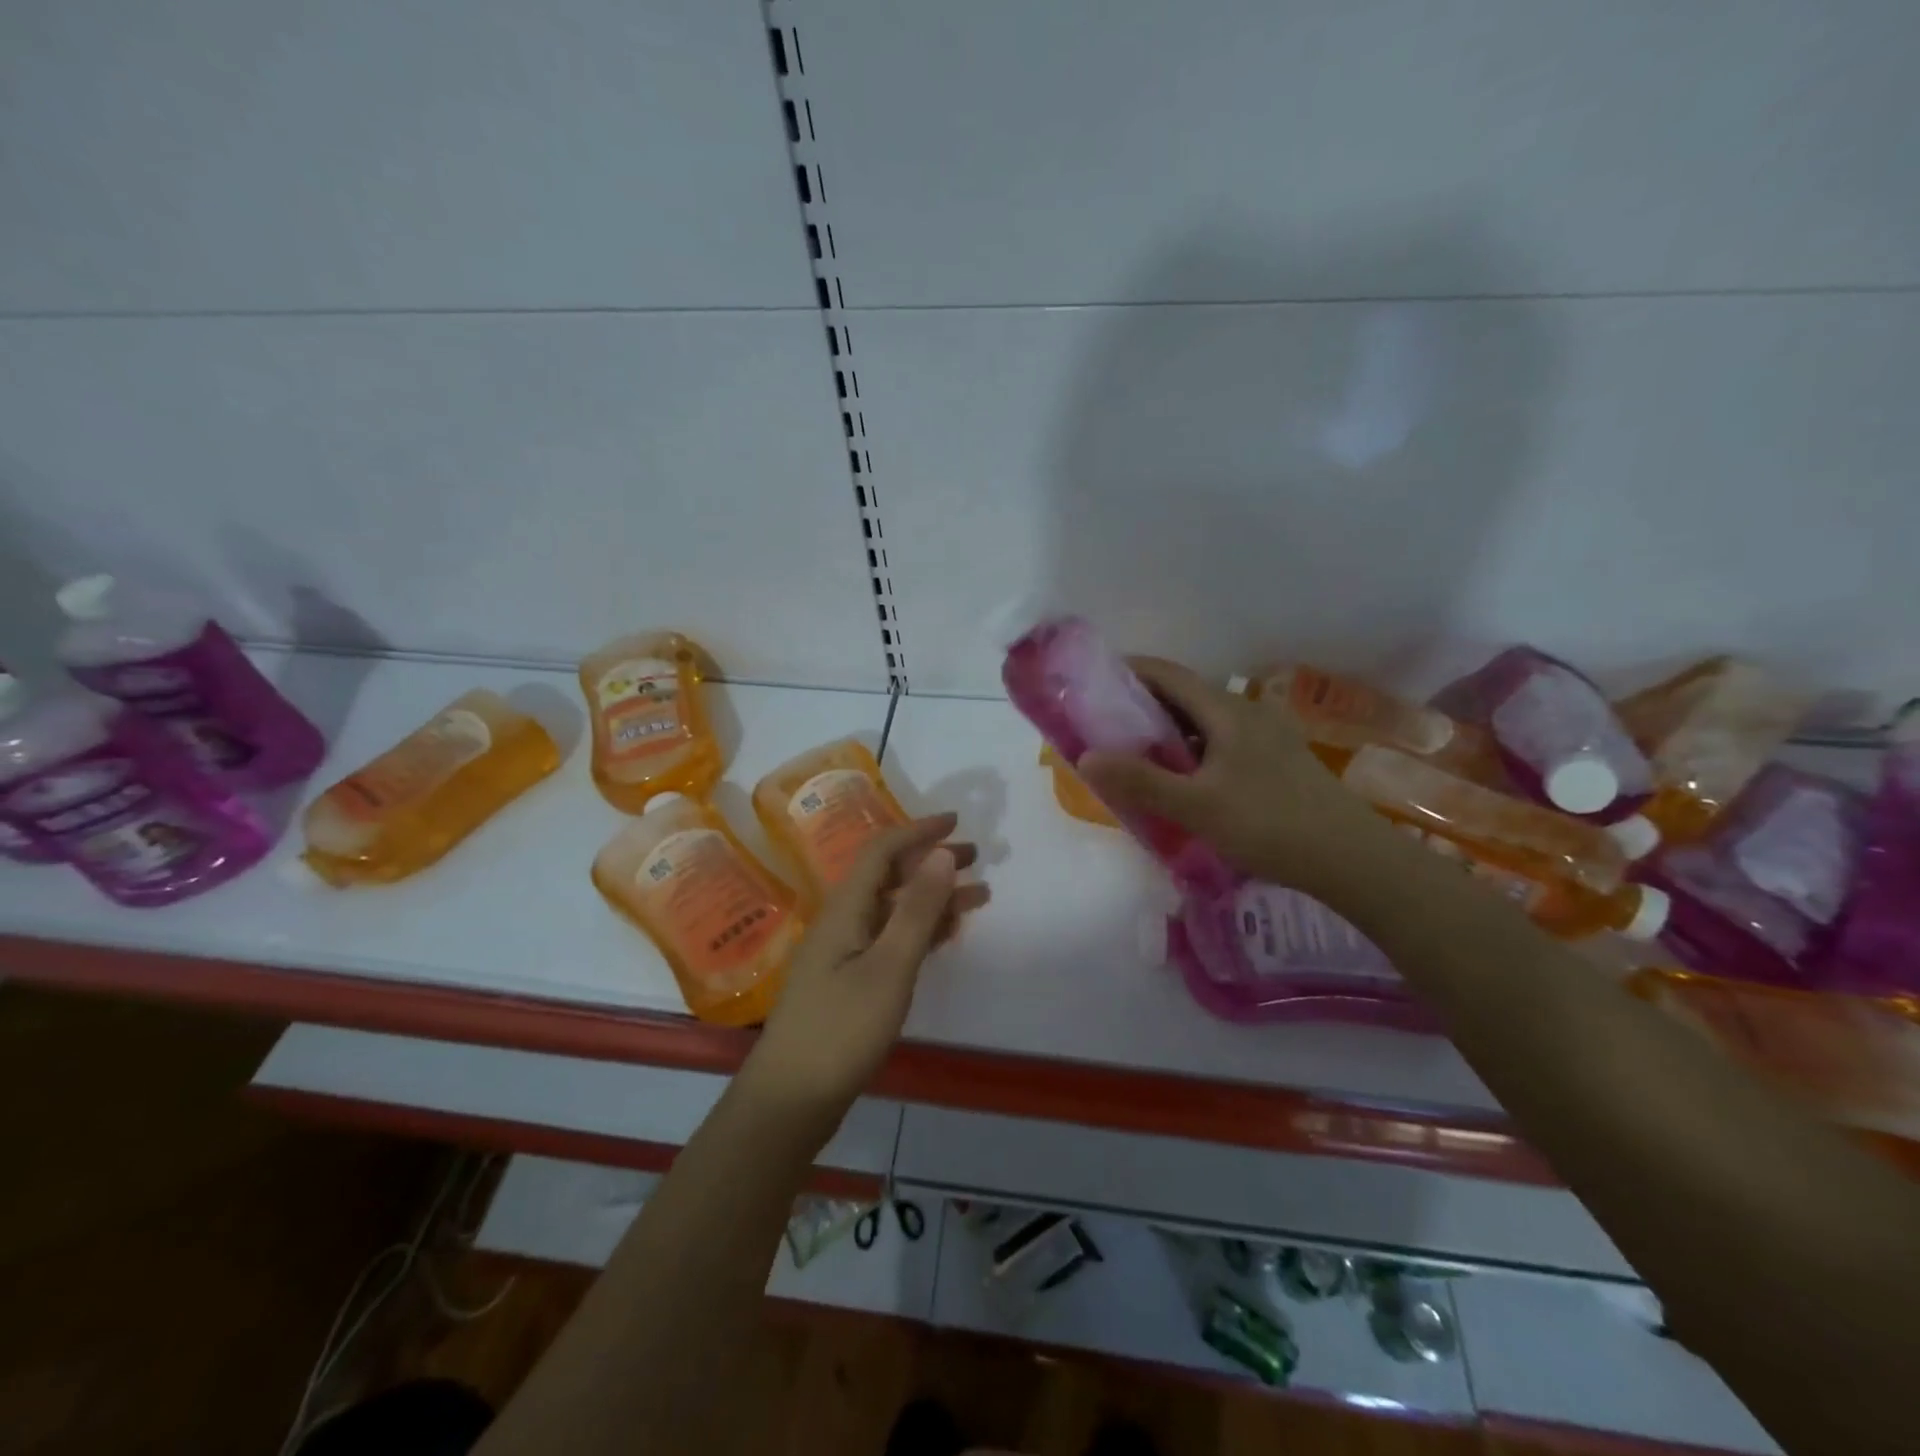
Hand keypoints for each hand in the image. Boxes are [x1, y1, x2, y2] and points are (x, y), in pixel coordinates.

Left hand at [745, 814, 988, 1135]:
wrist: (790, 1099)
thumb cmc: (841, 1029)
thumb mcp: (889, 966)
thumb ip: (917, 910)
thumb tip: (941, 854)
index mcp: (845, 908)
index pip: (882, 851)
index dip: (918, 831)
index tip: (957, 822)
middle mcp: (842, 921)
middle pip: (889, 876)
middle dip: (931, 862)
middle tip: (976, 859)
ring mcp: (843, 952)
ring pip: (893, 909)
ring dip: (932, 898)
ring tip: (977, 897)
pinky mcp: (848, 980)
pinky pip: (890, 938)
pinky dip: (920, 930)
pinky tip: (946, 935)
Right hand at [1078, 657, 1390, 898]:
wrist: (1351, 859)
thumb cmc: (1269, 824)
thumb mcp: (1196, 806)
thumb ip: (1141, 781)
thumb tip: (1086, 757)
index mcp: (1227, 712)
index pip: (1169, 674)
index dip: (1130, 671)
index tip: (1093, 681)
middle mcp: (1247, 714)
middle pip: (1186, 696)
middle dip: (1143, 705)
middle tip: (1104, 724)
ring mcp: (1265, 738)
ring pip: (1204, 723)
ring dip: (1168, 731)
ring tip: (1134, 754)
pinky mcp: (1275, 763)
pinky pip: (1220, 744)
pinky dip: (1191, 752)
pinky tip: (1181, 781)